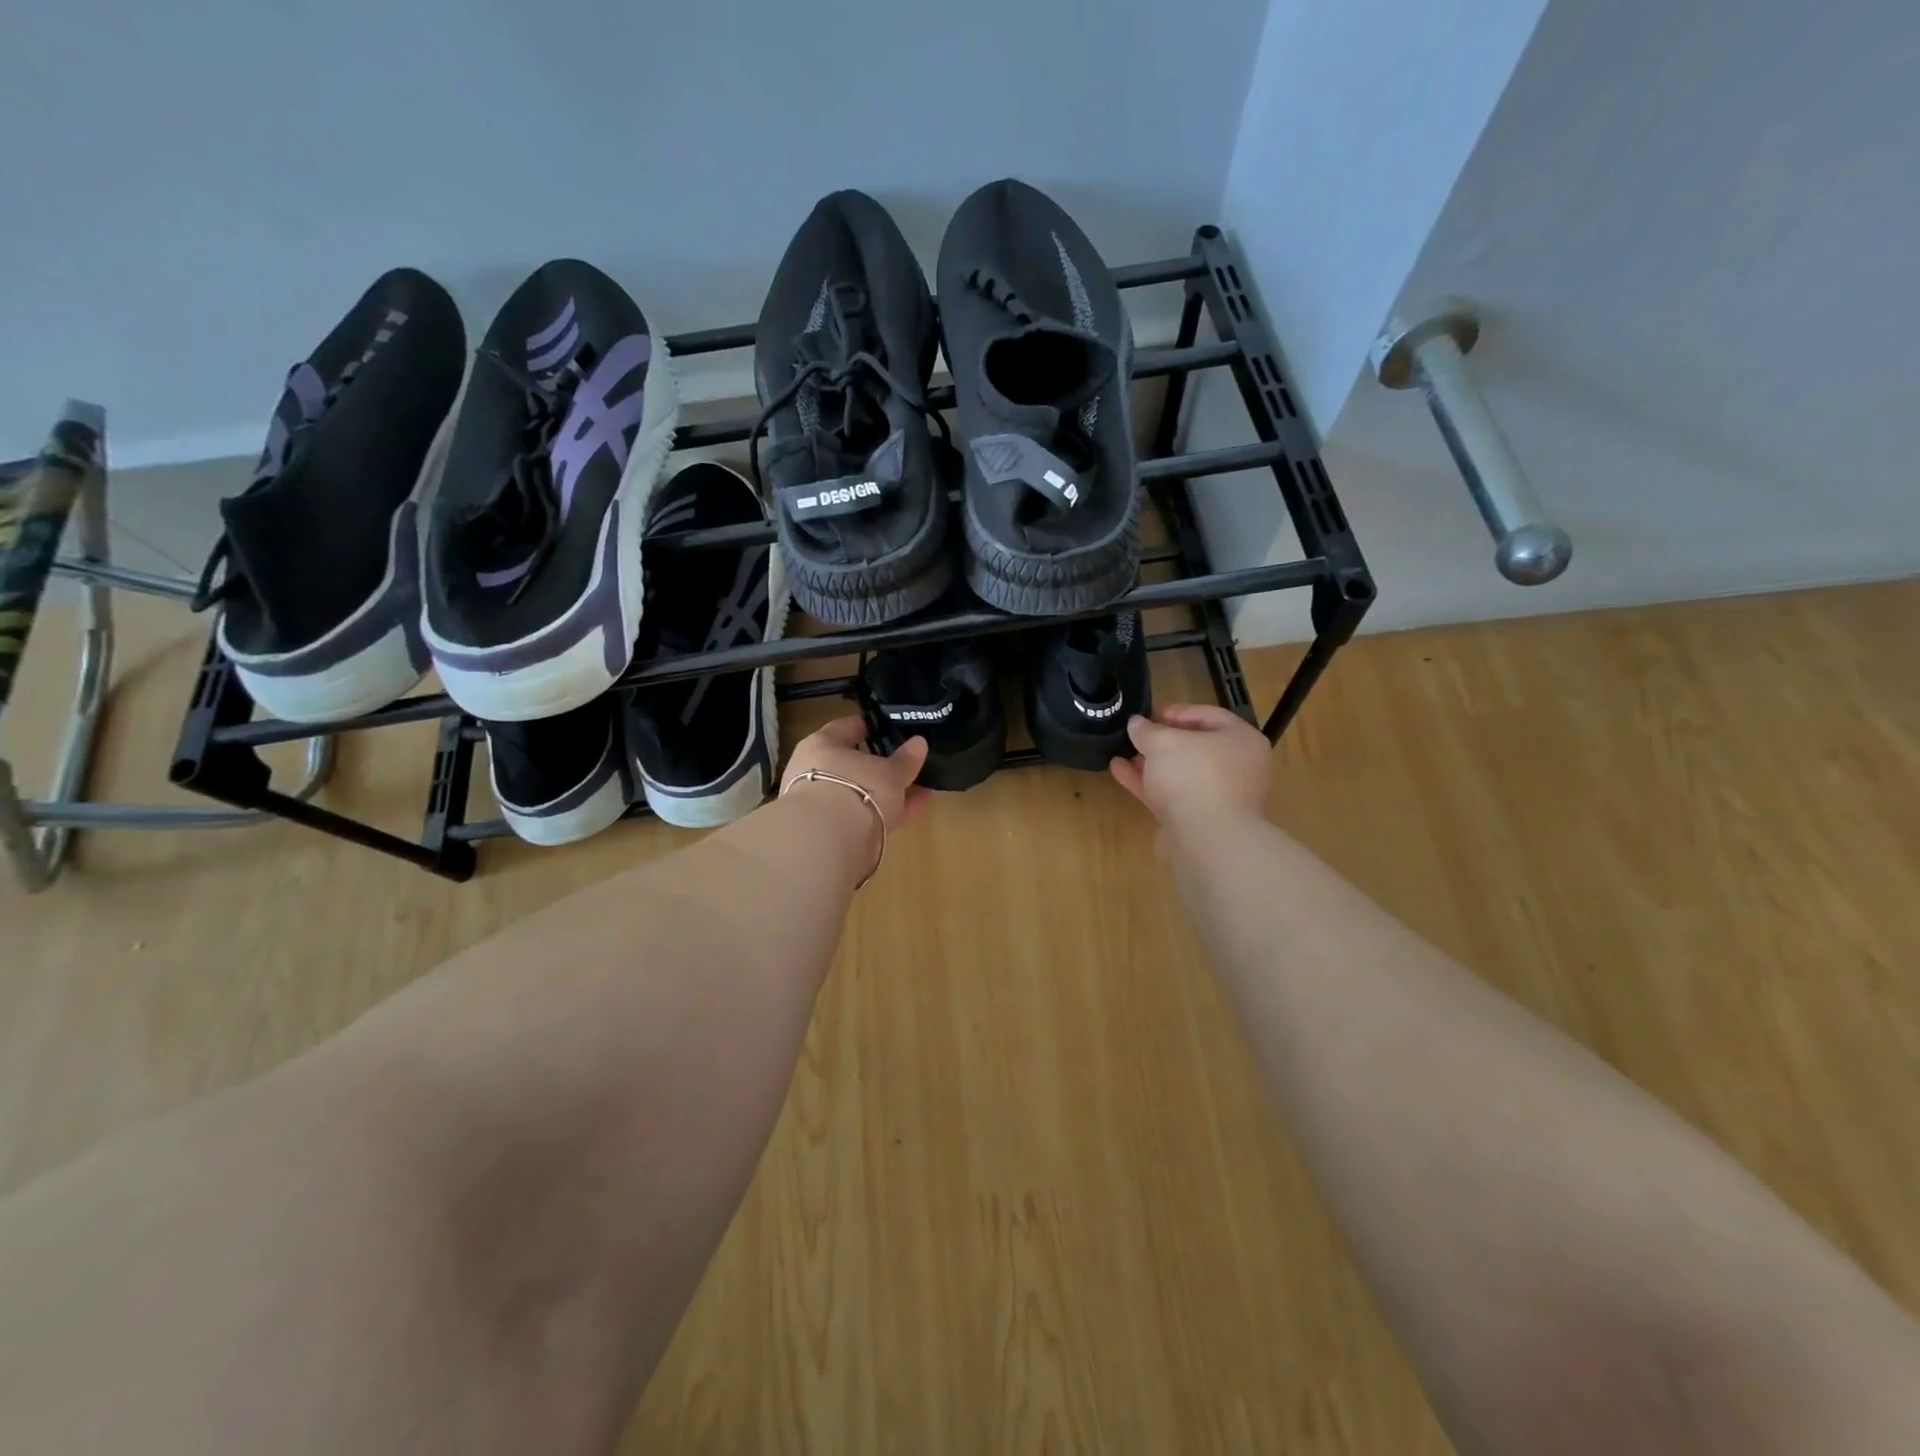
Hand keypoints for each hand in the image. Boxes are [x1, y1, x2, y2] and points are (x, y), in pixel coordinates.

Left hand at [781, 716, 931, 833]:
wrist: (828, 841)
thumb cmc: (855, 787)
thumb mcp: (889, 771)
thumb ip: (905, 759)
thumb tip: (919, 742)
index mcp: (822, 745)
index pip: (845, 728)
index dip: (868, 727)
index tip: (888, 727)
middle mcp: (816, 771)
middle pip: (853, 764)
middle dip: (881, 765)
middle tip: (908, 762)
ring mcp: (822, 803)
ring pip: (861, 792)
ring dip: (888, 792)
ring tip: (921, 788)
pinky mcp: (832, 831)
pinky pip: (866, 814)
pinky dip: (888, 811)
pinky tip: (915, 809)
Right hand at [1109, 704, 1270, 833]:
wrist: (1207, 840)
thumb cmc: (1194, 776)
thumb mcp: (1163, 742)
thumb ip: (1147, 730)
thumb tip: (1137, 723)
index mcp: (1242, 741)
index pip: (1209, 716)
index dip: (1176, 711)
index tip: (1149, 714)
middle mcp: (1237, 768)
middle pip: (1196, 747)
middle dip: (1162, 741)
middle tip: (1137, 736)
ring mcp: (1220, 797)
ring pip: (1182, 774)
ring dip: (1152, 764)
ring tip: (1123, 753)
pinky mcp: (1200, 821)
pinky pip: (1172, 795)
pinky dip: (1148, 783)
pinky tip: (1120, 771)